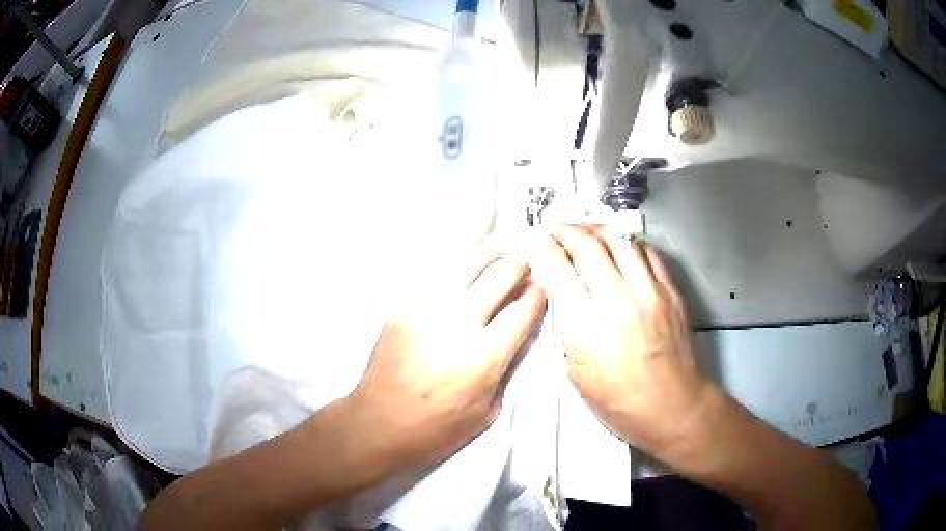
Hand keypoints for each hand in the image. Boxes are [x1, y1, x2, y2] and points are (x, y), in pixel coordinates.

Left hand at [348, 246, 546, 471]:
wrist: (379, 423)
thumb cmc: (436, 429)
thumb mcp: (487, 413)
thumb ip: (505, 371)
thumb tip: (514, 340)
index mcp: (485, 355)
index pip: (524, 309)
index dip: (539, 295)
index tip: (541, 291)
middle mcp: (459, 323)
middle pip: (501, 276)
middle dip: (519, 268)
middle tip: (523, 269)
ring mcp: (428, 310)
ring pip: (468, 264)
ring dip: (490, 256)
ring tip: (499, 252)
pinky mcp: (405, 306)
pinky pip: (438, 276)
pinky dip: (458, 269)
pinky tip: (463, 270)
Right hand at [539, 225, 709, 453]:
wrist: (671, 407)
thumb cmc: (618, 401)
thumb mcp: (577, 373)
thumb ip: (567, 330)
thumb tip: (561, 295)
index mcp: (588, 326)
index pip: (562, 271)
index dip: (547, 250)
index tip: (540, 242)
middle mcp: (618, 300)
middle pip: (590, 246)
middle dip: (568, 230)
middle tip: (558, 228)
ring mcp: (649, 292)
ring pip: (621, 241)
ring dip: (599, 230)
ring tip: (587, 231)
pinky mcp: (671, 292)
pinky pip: (649, 254)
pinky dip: (630, 245)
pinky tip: (622, 248)